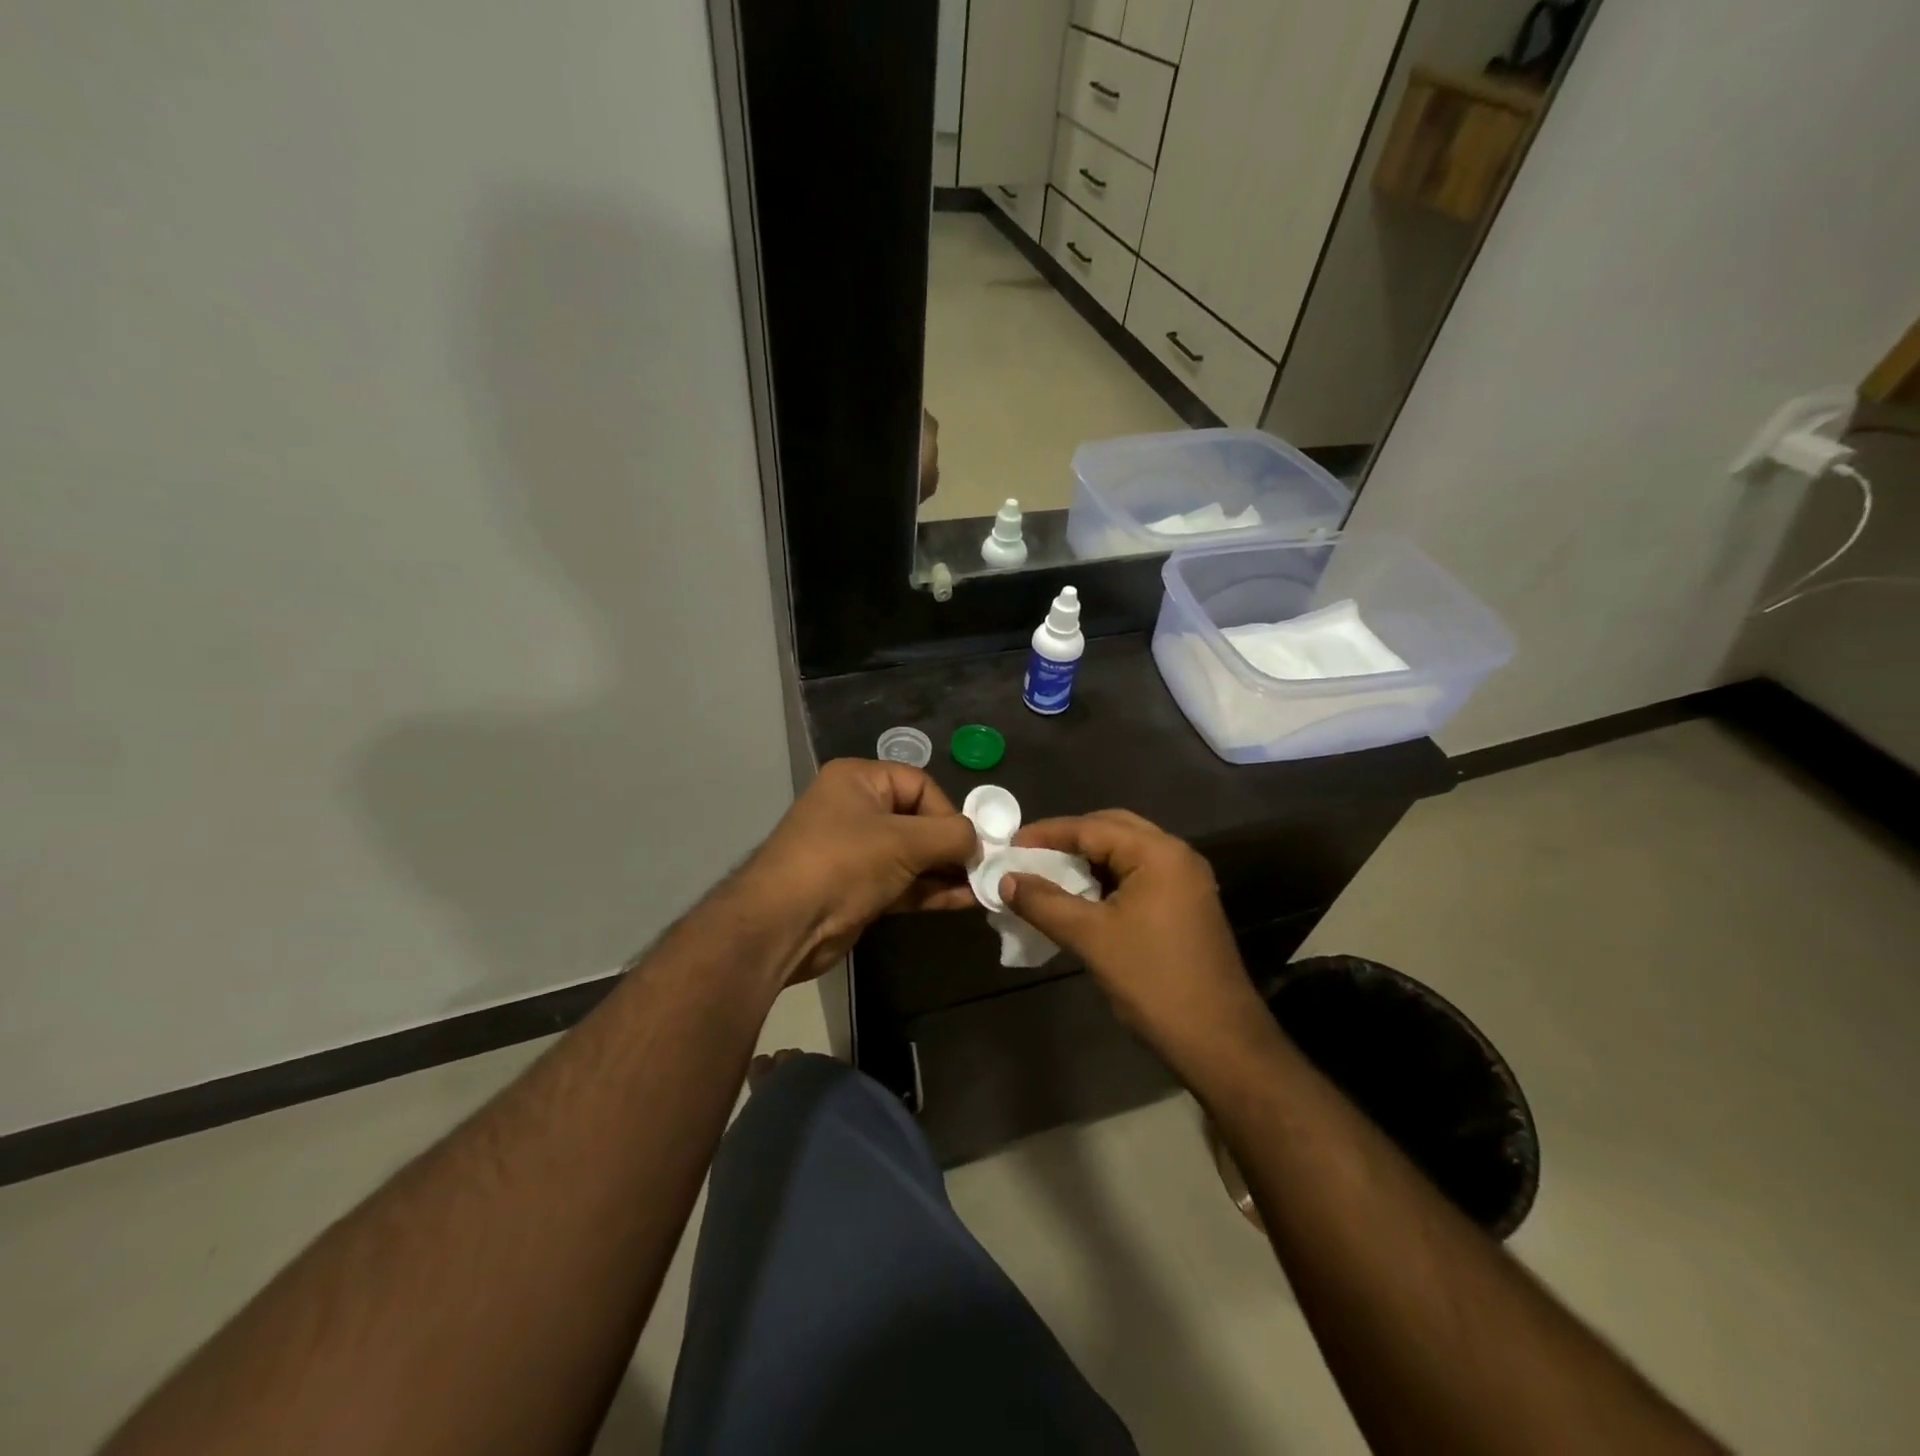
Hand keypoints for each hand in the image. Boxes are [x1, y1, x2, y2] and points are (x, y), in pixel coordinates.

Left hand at [738, 758, 977, 981]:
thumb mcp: (903, 842)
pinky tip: (965, 901)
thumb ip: (950, 836)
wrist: (783, 926)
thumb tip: (979, 843)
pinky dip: (931, 890)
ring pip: (913, 855)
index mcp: (859, 780)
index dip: (949, 811)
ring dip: (946, 871)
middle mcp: (856, 809)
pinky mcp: (859, 888)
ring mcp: (856, 851)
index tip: (971, 842)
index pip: (919, 784)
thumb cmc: (843, 864)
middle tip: (984, 867)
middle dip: (952, 844)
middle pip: (918, 819)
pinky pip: (904, 882)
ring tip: (983, 886)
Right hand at [1001, 810, 1264, 1058]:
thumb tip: (1006, 880)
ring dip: (1088, 859)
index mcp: (1158, 853)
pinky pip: (1139, 876)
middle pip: (1113, 829)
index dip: (1047, 834)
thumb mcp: (1090, 938)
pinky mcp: (1187, 905)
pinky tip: (1082, 897)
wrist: (1218, 1040)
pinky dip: (1108, 879)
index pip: (1092, 827)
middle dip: (1069, 839)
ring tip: (1049, 874)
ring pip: (1127, 853)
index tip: (1010, 846)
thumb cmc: (1152, 981)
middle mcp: (1177, 856)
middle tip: (1030, 855)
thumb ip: (1044, 903)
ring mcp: (1186, 881)